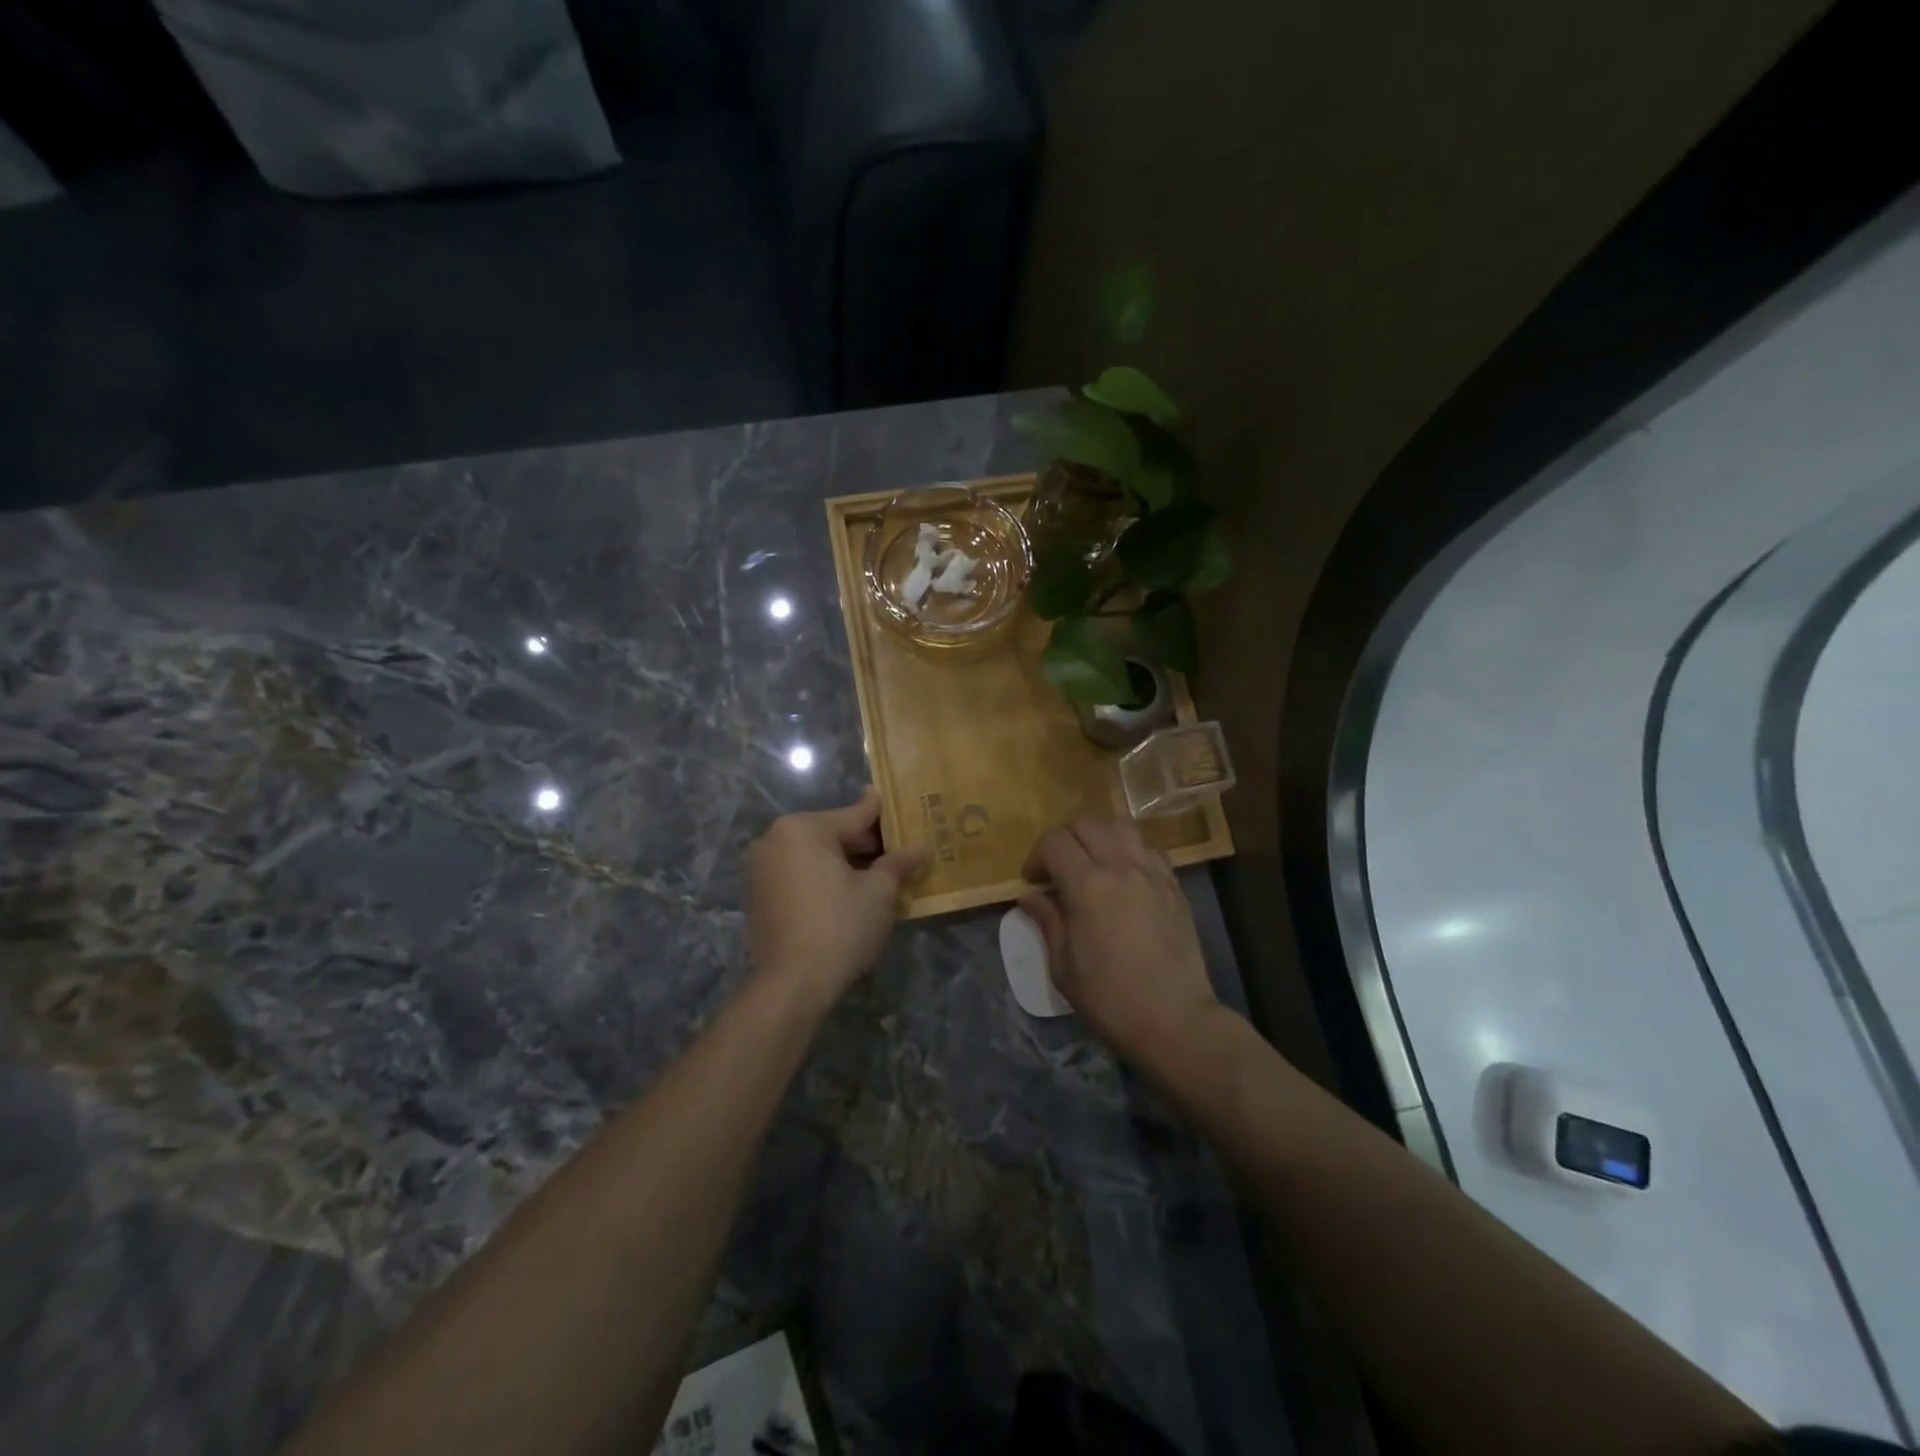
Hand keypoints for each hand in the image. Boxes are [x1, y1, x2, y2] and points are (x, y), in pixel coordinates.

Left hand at [747, 788, 927, 1011]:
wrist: (792, 985)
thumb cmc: (840, 927)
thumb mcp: (879, 892)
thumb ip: (898, 863)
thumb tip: (920, 848)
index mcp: (803, 829)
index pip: (854, 815)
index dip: (884, 815)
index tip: (901, 804)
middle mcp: (775, 839)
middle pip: (832, 834)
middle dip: (866, 845)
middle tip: (898, 852)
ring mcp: (762, 868)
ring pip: (815, 856)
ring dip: (845, 863)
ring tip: (879, 876)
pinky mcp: (758, 895)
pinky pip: (799, 875)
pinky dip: (823, 879)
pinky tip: (849, 895)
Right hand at [1020, 817, 1223, 1072]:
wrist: (1173, 1020)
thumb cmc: (1109, 999)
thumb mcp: (1063, 966)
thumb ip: (1047, 921)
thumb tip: (1029, 897)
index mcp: (1086, 885)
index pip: (1054, 841)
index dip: (1037, 856)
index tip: (1034, 882)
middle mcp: (1120, 867)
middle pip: (1086, 823)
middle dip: (1064, 839)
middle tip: (1057, 869)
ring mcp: (1152, 873)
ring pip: (1120, 826)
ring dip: (1098, 836)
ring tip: (1092, 863)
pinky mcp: (1174, 885)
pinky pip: (1149, 848)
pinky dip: (1130, 850)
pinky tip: (1124, 877)